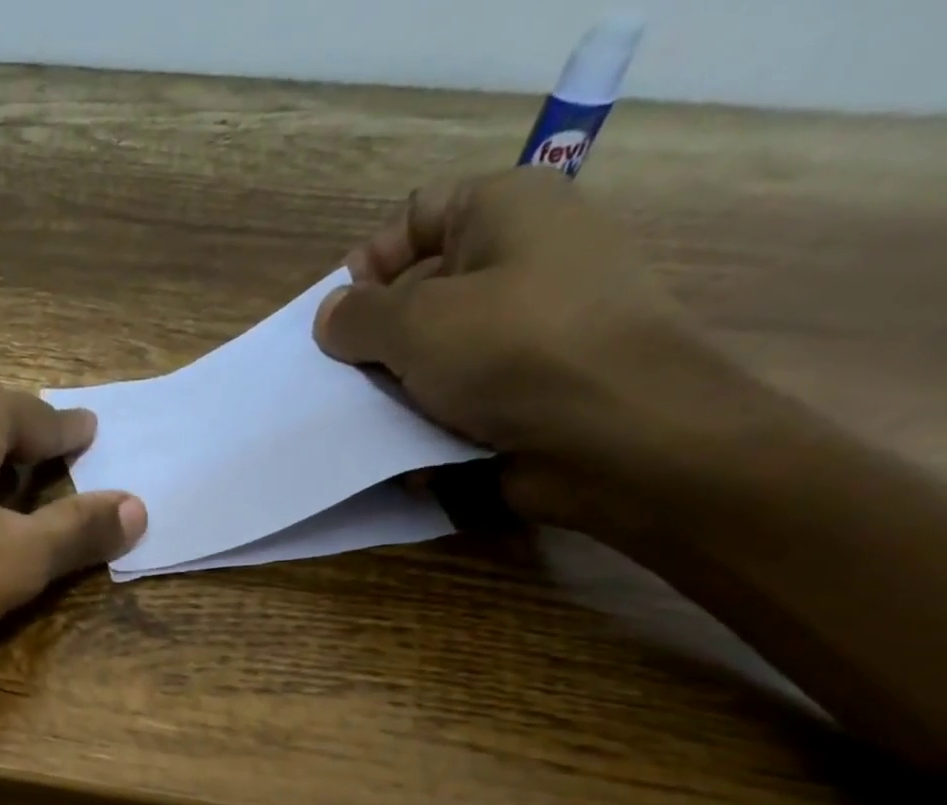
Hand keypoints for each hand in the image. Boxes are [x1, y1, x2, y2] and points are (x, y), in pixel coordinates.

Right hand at [313, 169, 727, 532]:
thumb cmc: (514, 351)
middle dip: (375, 339)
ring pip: (436, 352)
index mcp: (507, 210)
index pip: (416, 215)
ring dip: (397, 389)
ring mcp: (531, 328)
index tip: (337, 323)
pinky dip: (431, 422)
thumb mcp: (416, 323)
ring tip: (367, 422)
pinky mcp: (531, 388)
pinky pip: (462, 397)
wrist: (616, 434)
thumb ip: (358, 316)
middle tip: (343, 382)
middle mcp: (524, 258)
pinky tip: (407, 450)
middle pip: (421, 291)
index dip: (368, 264)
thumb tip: (330, 316)